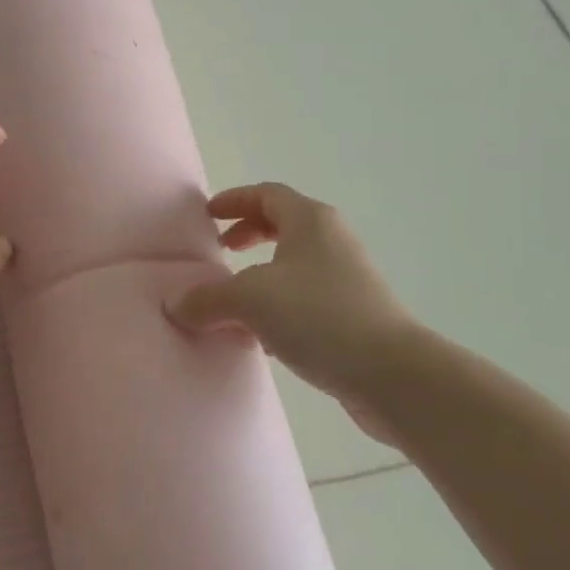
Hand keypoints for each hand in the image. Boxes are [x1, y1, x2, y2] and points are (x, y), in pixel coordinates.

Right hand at [170, 183, 416, 445]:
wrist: (394, 375)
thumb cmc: (320, 317)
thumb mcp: (251, 300)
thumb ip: (208, 299)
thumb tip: (175, 305)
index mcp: (310, 221)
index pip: (266, 194)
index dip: (234, 200)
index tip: (208, 216)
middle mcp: (332, 241)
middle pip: (283, 224)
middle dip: (248, 234)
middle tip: (220, 251)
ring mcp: (347, 279)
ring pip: (293, 265)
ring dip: (261, 276)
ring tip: (233, 300)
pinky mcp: (354, 316)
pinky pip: (305, 299)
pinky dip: (278, 307)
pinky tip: (262, 338)